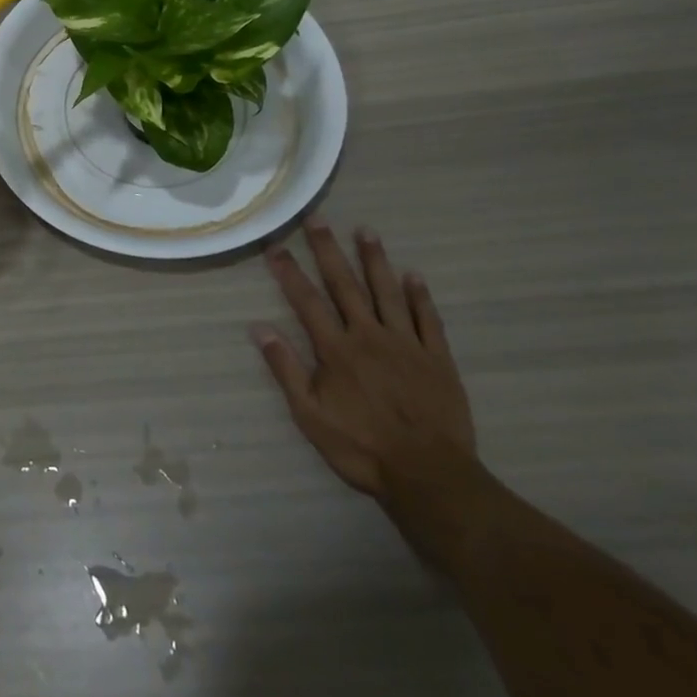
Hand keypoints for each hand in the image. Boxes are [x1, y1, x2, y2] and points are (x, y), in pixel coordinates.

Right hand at [250, 219, 477, 500]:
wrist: (431, 477)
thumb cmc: (362, 448)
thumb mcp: (310, 415)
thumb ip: (285, 369)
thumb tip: (258, 327)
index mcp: (336, 349)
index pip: (306, 301)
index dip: (289, 272)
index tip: (275, 246)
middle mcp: (369, 336)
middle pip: (346, 285)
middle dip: (329, 250)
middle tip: (318, 219)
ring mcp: (407, 345)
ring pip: (388, 292)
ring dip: (375, 260)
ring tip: (366, 230)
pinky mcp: (438, 359)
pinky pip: (428, 320)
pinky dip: (421, 296)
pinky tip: (414, 275)